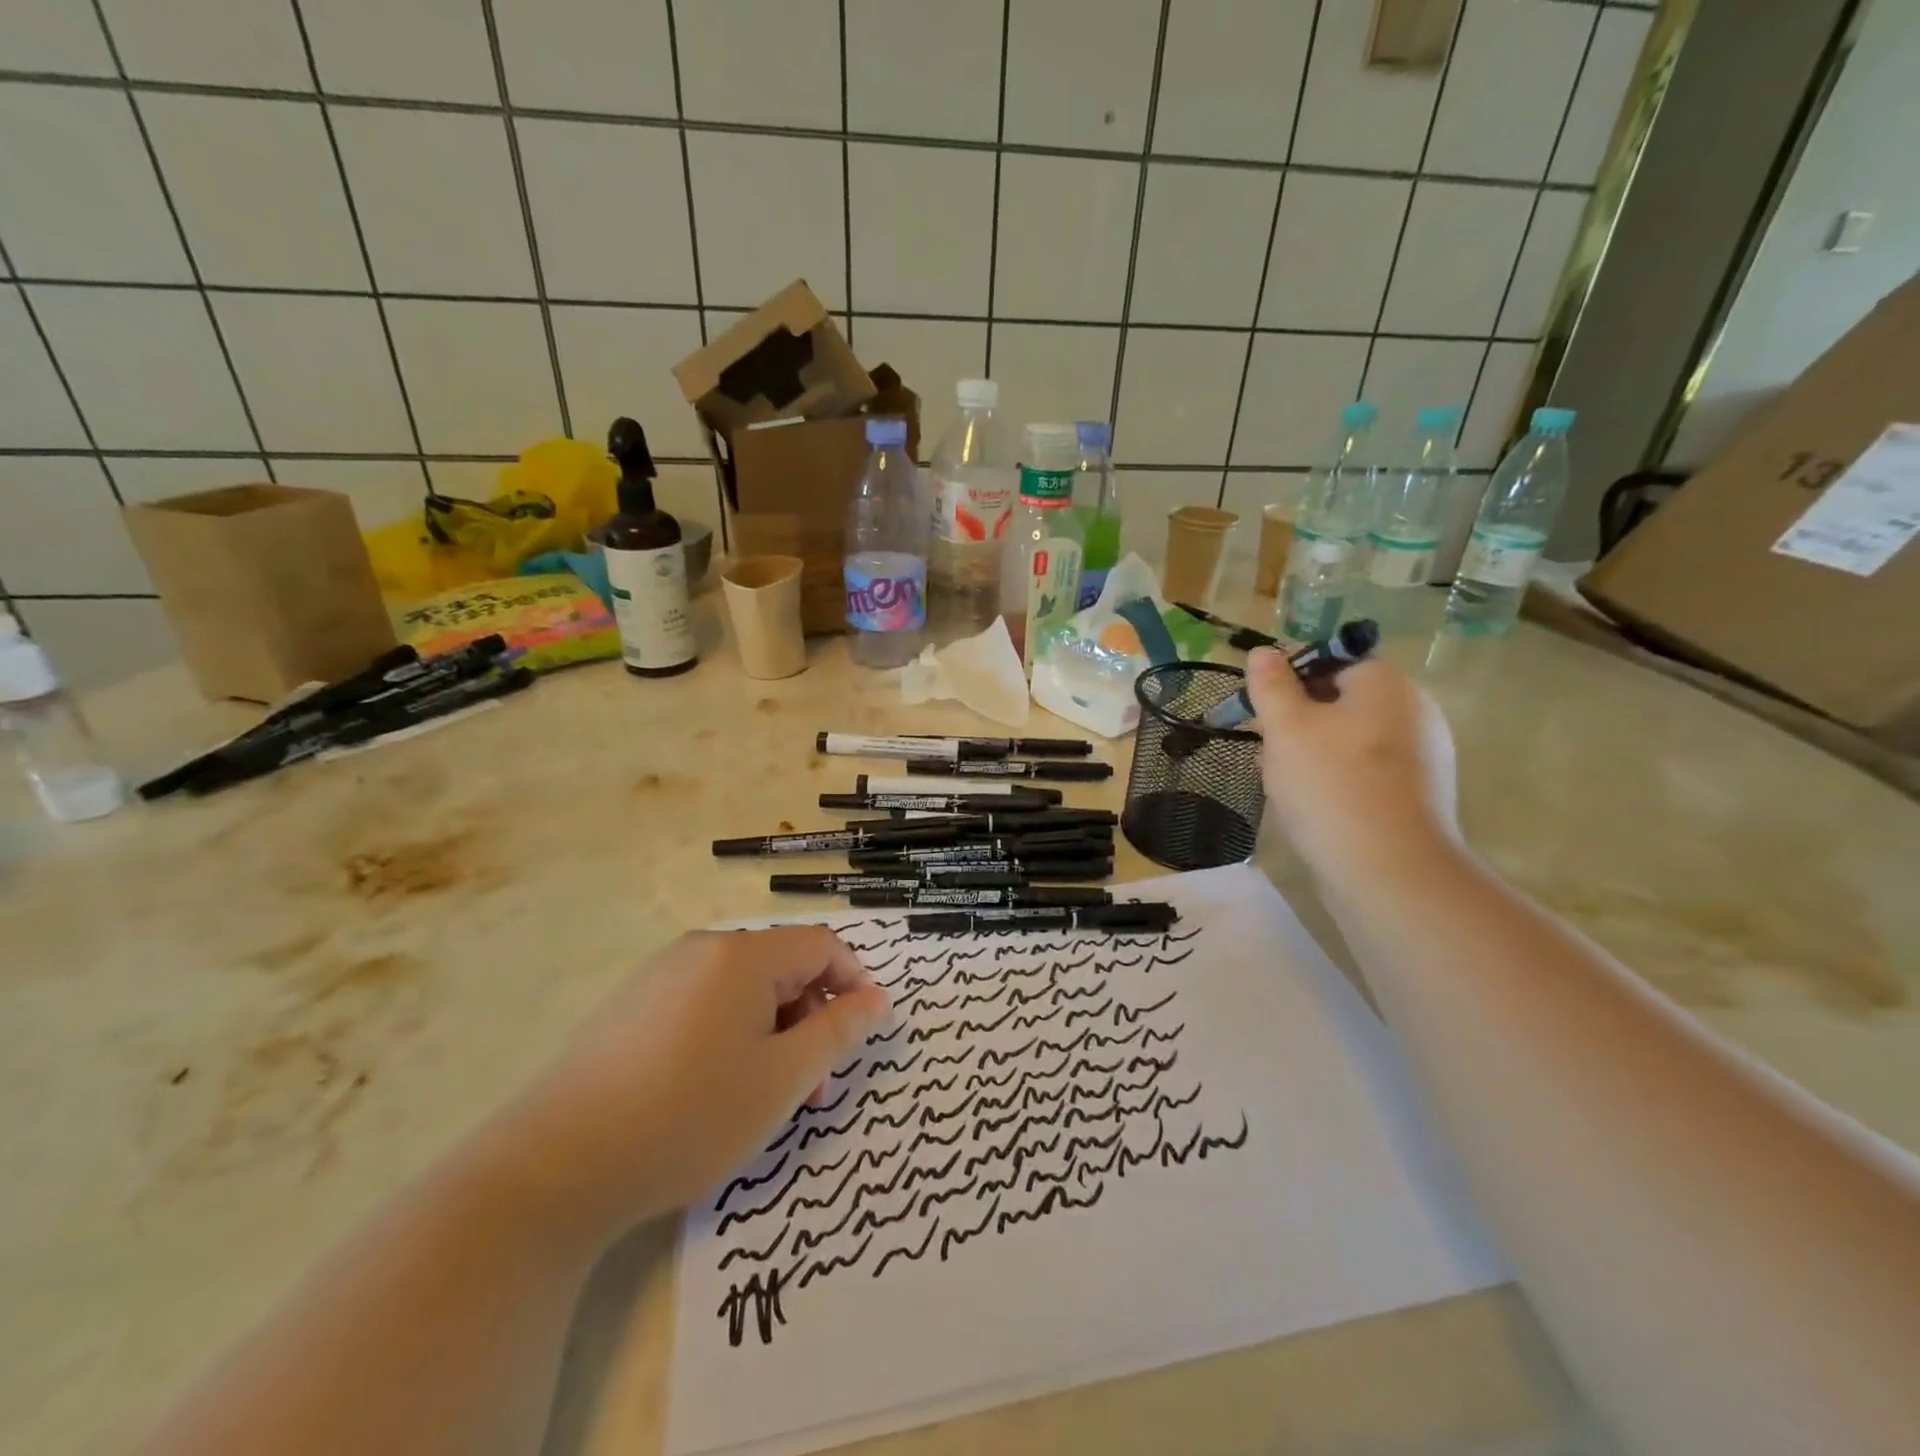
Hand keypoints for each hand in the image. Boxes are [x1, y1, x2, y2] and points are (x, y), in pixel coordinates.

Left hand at [502, 927, 889, 1238]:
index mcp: (743, 955)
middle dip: (811, 1019)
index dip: (853, 983)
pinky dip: (732, 1035)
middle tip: (813, 1088)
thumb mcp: (782, 1079)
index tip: (863, 1034)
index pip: (821, 945)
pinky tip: (715, 1090)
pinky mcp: (633, 1006)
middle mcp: (702, 950)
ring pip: (745, 990)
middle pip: (783, 968)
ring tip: (767, 1097)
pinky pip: (705, 1004)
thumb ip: (838, 1032)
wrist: (557, 1166)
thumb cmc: (689, 1115)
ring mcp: (662, 975)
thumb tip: (876, 999)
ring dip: (774, 1033)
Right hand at [1244, 650, 1452, 884]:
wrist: (1390, 871)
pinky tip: (1312, 806)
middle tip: (1265, 748)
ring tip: (1280, 782)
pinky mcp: (1419, 797)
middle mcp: (1415, 712)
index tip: (1260, 709)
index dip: (1290, 680)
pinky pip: (1368, 773)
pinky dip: (1337, 780)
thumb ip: (1272, 685)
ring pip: (1352, 741)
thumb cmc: (1331, 785)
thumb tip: (1264, 652)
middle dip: (1298, 722)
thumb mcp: (1286, 727)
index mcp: (1387, 684)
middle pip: (1342, 702)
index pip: (1332, 662)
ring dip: (1312, 753)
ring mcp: (1424, 757)